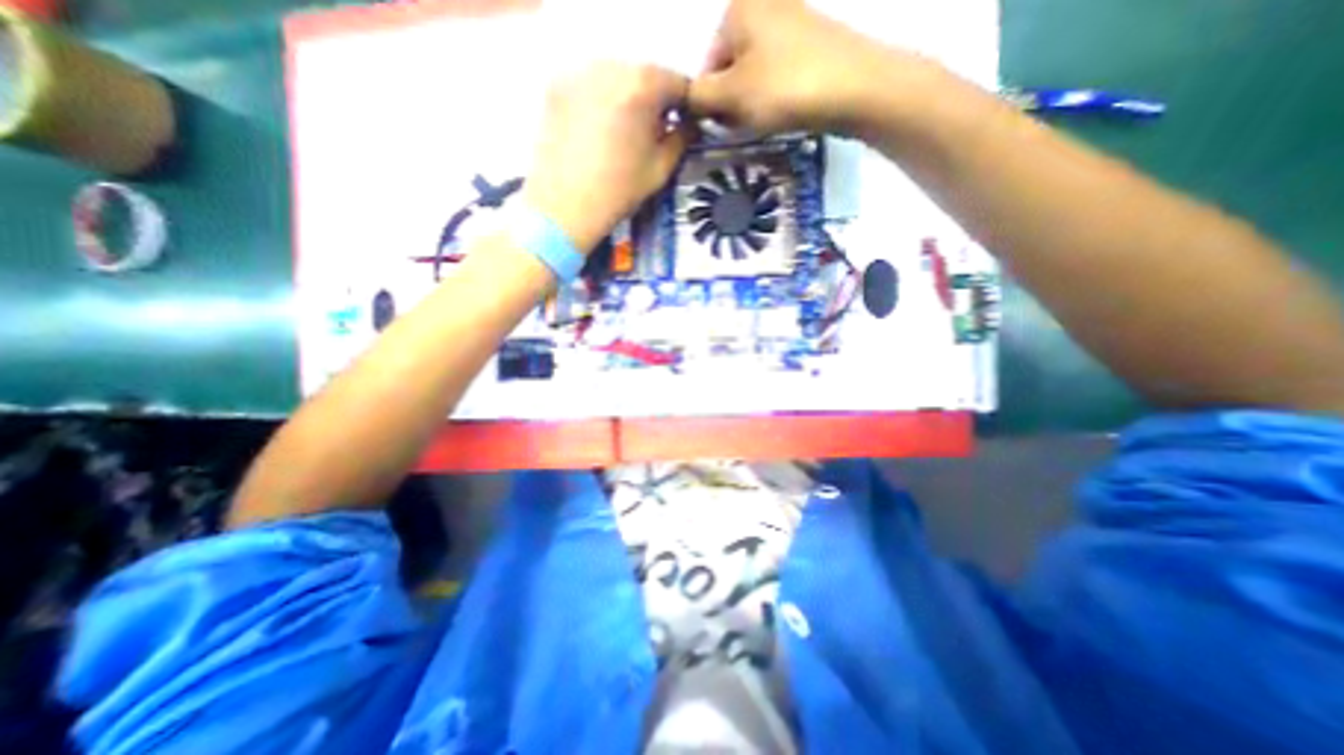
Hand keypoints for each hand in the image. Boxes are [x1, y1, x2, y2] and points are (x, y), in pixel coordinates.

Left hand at [526, 63, 693, 249]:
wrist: (564, 207)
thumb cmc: (619, 191)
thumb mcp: (661, 169)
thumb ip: (682, 139)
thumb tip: (689, 125)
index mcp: (643, 85)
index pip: (678, 82)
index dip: (686, 105)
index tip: (685, 124)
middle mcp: (610, 65)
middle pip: (645, 74)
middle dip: (655, 99)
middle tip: (654, 131)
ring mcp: (578, 72)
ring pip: (616, 76)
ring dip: (627, 96)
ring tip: (623, 131)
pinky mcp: (556, 86)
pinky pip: (590, 84)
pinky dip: (600, 99)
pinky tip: (597, 129)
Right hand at [693, 1, 912, 134]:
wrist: (854, 88)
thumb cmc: (784, 88)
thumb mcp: (731, 96)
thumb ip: (699, 98)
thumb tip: (683, 99)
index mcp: (737, 8)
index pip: (707, 66)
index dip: (713, 102)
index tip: (726, 124)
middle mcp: (762, 4)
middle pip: (731, 70)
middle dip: (733, 103)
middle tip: (748, 123)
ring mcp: (790, 21)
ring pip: (754, 76)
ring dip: (753, 103)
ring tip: (769, 119)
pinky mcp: (810, 43)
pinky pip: (778, 74)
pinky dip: (775, 96)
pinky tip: (785, 110)